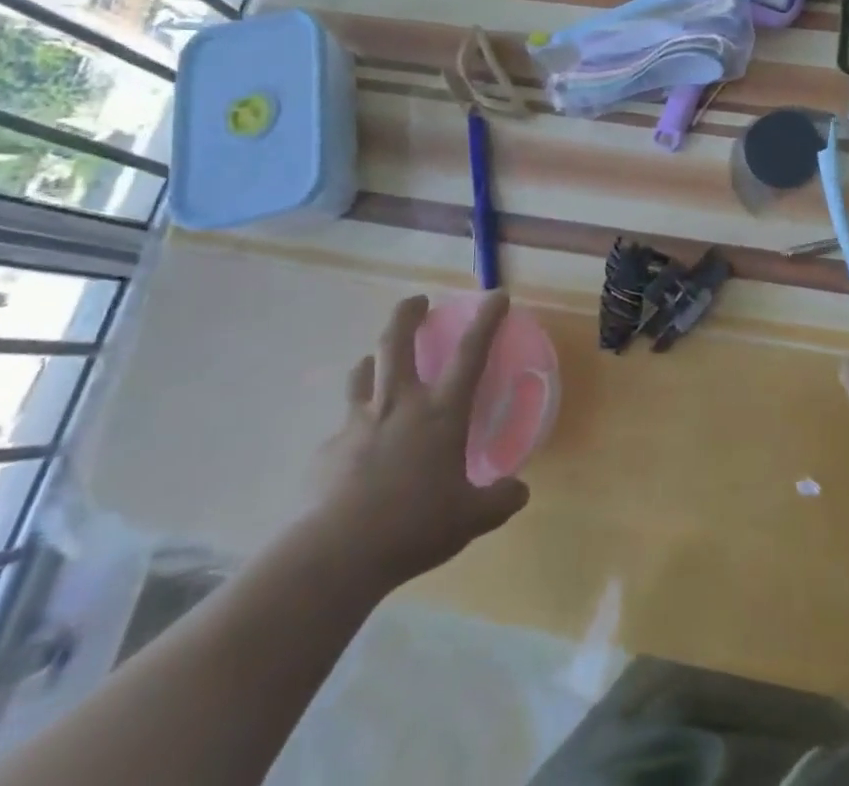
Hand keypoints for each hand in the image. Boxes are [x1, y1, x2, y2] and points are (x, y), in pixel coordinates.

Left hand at [309, 292, 529, 592]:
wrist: (338, 554)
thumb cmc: (414, 526)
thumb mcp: (470, 519)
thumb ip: (499, 500)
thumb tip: (521, 491)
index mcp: (440, 413)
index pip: (471, 352)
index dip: (486, 320)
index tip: (496, 295)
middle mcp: (399, 405)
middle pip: (397, 341)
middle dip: (407, 313)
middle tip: (417, 301)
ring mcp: (358, 424)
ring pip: (362, 374)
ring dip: (373, 361)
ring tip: (377, 364)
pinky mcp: (327, 451)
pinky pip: (341, 430)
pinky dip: (351, 431)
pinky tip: (354, 452)